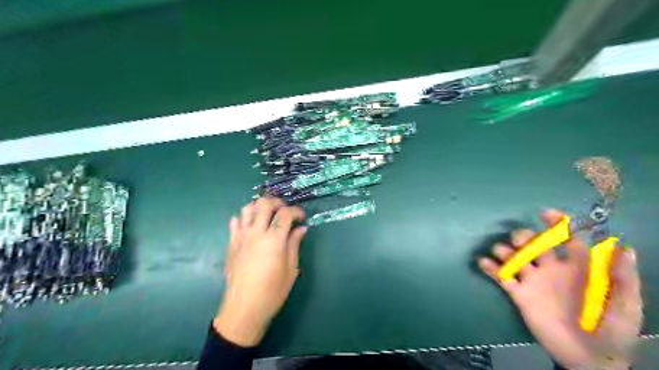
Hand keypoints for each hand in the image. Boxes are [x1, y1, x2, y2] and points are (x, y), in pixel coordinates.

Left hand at [217, 198, 308, 344]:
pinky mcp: (231, 243)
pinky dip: (244, 218)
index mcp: (273, 240)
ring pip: (247, 208)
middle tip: (286, 211)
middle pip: (265, 204)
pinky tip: (252, 226)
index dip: (297, 211)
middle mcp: (256, 233)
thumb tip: (301, 229)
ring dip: (260, 207)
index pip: (285, 214)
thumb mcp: (291, 269)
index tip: (302, 218)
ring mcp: (241, 237)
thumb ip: (295, 245)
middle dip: (278, 202)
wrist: (244, 308)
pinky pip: (235, 222)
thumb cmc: (272, 291)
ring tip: (269, 215)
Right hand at [479, 210, 644, 367]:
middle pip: (533, 243)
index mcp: (576, 267)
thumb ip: (623, 278)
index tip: (544, 213)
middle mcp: (551, 269)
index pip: (565, 238)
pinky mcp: (519, 294)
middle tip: (521, 241)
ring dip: (505, 250)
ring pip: (514, 257)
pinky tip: (484, 263)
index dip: (556, 224)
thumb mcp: (625, 305)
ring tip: (503, 255)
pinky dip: (491, 268)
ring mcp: (533, 281)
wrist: (589, 358)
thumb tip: (624, 247)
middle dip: (524, 236)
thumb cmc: (611, 329)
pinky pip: (501, 277)